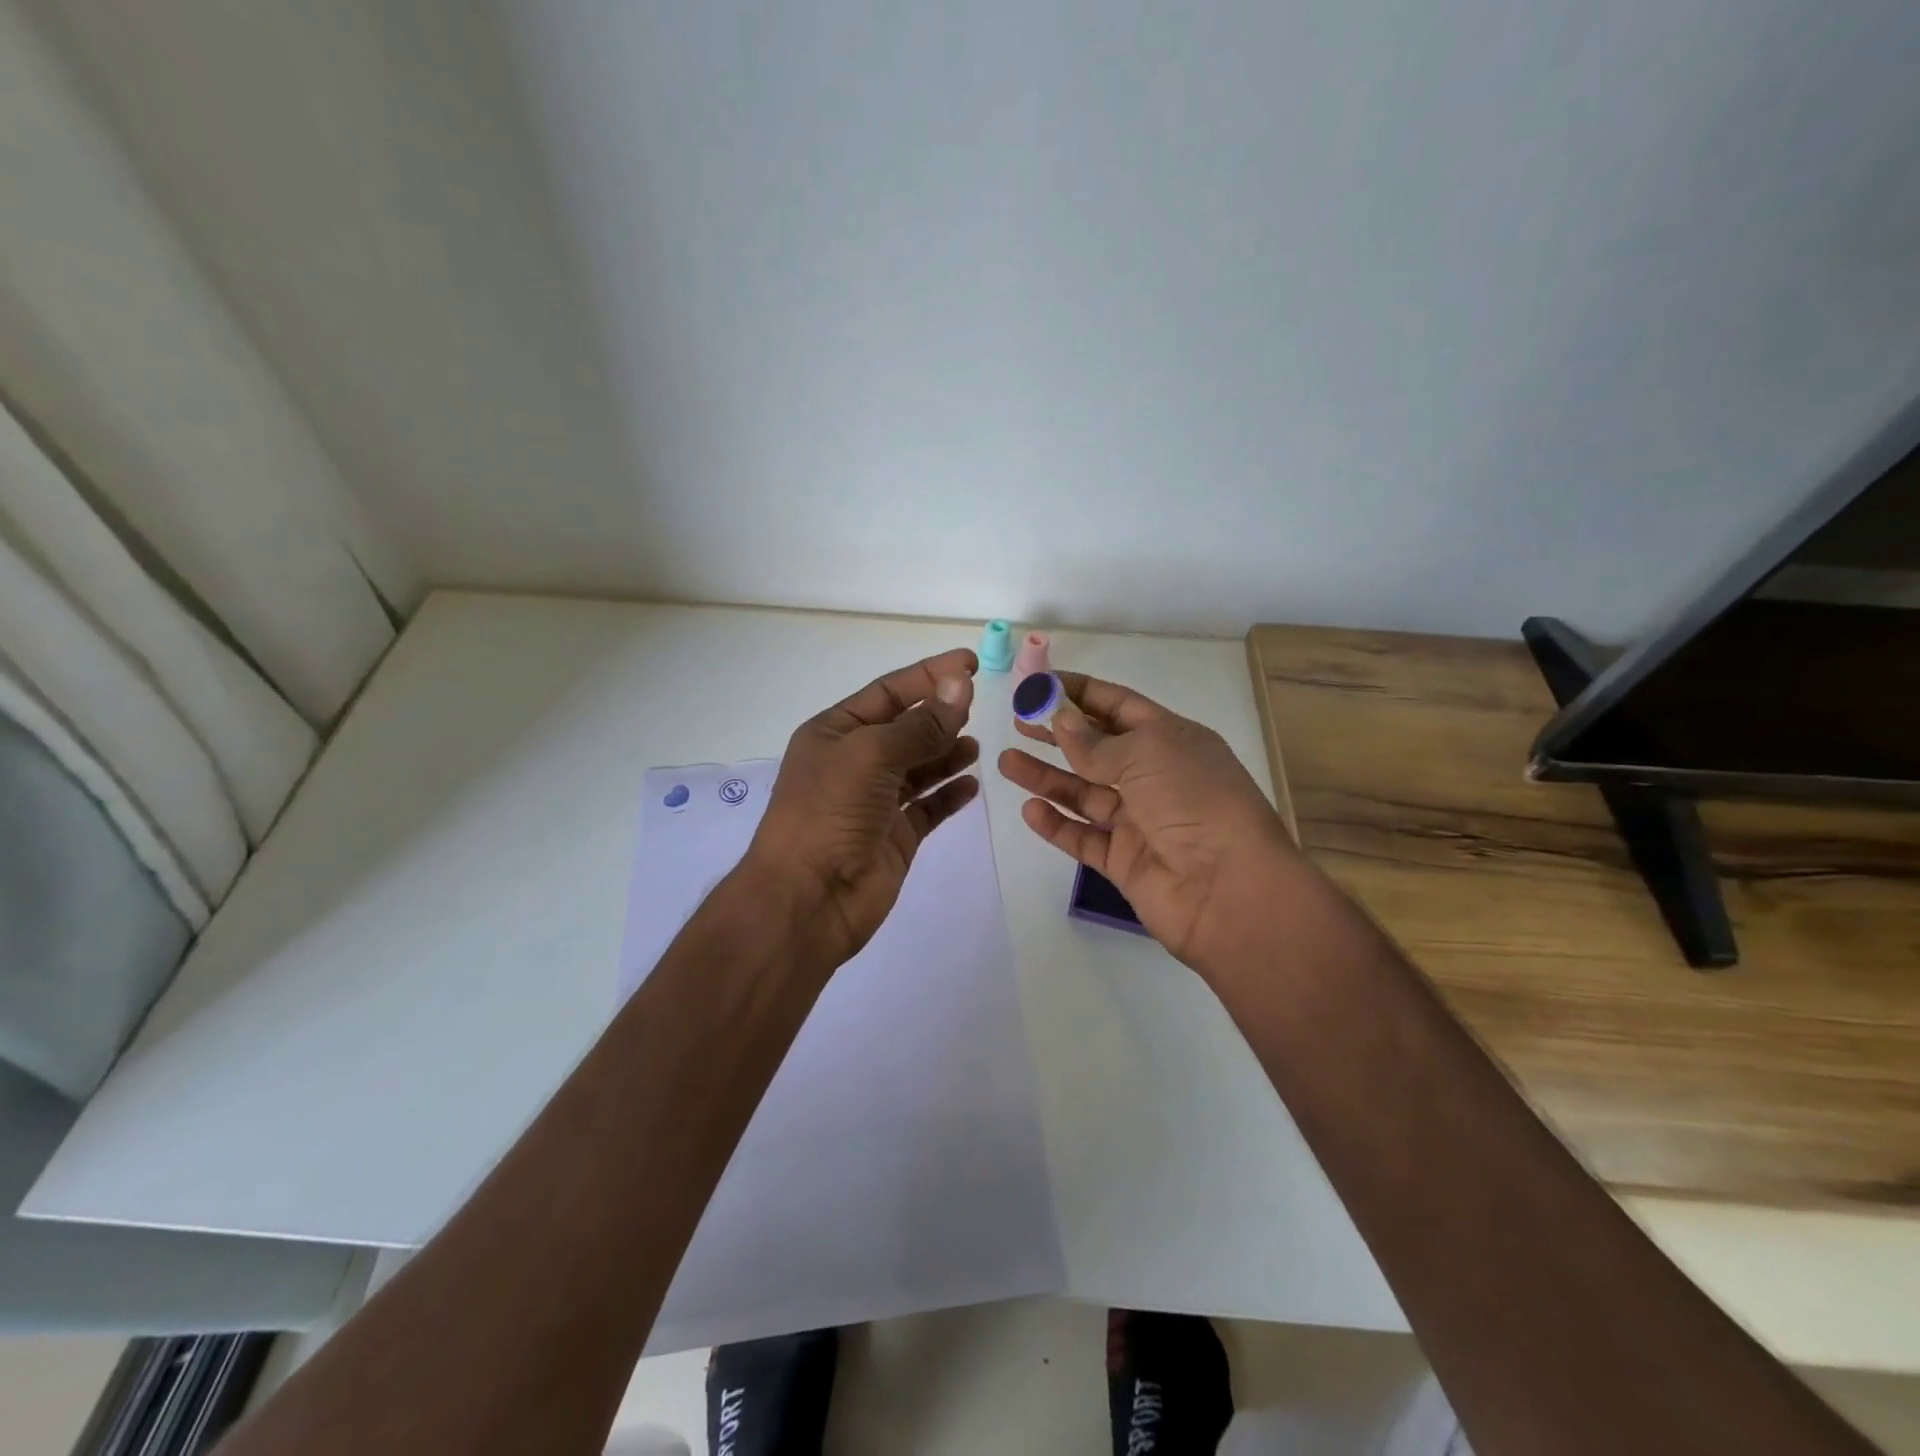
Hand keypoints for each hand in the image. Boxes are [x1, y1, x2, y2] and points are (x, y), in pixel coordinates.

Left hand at [743, 648, 979, 965]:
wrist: (809, 898)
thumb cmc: (830, 812)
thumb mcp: (872, 754)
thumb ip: (921, 724)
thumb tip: (960, 685)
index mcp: (835, 733)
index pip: (888, 692)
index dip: (928, 675)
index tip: (970, 664)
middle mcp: (854, 763)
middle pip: (905, 728)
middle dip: (939, 715)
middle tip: (978, 705)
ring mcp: (875, 802)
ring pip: (919, 767)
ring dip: (947, 753)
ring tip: (976, 745)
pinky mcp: (895, 836)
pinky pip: (928, 807)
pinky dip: (949, 794)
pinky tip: (972, 784)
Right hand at [997, 673, 1296, 975]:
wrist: (1229, 889)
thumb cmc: (1194, 802)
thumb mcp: (1146, 754)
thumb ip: (1095, 741)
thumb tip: (1060, 716)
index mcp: (1171, 740)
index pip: (1118, 705)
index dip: (1078, 692)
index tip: (1037, 685)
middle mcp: (1155, 776)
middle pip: (1096, 748)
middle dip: (1057, 733)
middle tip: (1017, 722)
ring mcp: (1139, 820)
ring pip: (1083, 792)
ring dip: (1046, 777)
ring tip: (1006, 761)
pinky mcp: (1124, 860)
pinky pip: (1083, 837)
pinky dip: (1056, 824)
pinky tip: (1029, 810)